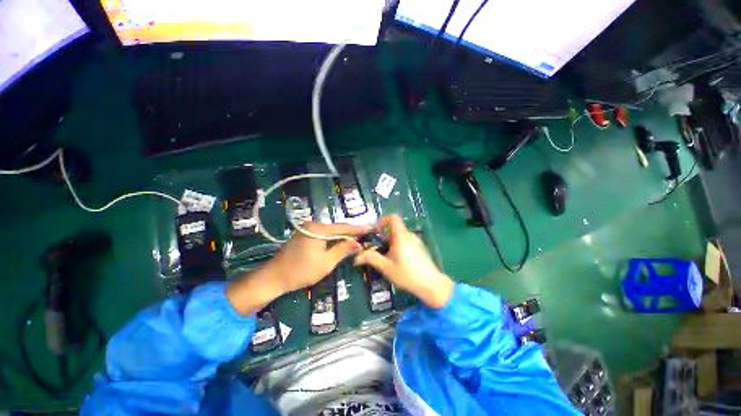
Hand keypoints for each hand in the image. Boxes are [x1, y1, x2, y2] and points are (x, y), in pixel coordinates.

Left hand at [227, 222, 368, 314]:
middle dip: (353, 231)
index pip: (344, 227)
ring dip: (344, 235)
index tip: (373, 227)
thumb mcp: (326, 262)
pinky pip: (324, 234)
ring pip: (331, 231)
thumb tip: (358, 243)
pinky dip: (334, 238)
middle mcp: (313, 224)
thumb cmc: (301, 271)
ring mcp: (308, 229)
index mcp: (319, 229)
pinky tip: (343, 240)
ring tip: (359, 236)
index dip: (360, 228)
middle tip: (368, 233)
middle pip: (338, 227)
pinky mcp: (305, 235)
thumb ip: (343, 250)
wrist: (273, 278)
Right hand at [354, 215, 453, 308]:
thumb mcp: (386, 267)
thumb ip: (371, 259)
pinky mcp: (420, 248)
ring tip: (384, 255)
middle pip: (395, 227)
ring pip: (400, 235)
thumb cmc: (407, 275)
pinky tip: (396, 260)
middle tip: (376, 247)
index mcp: (401, 236)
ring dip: (390, 241)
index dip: (382, 220)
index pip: (393, 217)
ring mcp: (416, 241)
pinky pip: (406, 241)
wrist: (432, 285)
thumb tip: (356, 257)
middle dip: (383, 235)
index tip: (375, 230)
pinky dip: (398, 245)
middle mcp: (409, 235)